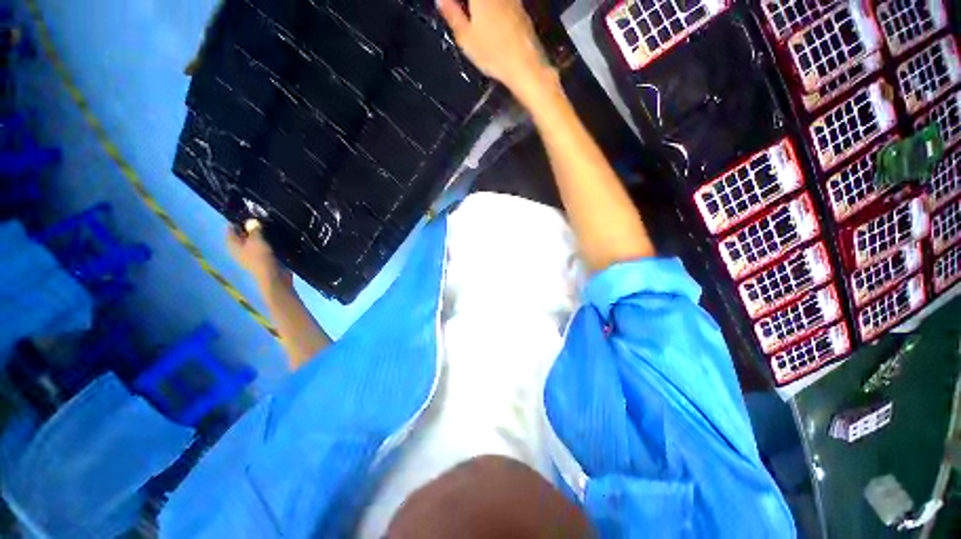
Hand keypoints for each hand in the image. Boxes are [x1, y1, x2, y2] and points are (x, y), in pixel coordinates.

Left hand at [226, 220, 290, 287]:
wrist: (273, 276)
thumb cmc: (261, 257)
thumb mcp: (257, 240)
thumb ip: (254, 229)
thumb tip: (252, 221)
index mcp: (232, 244)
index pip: (231, 228)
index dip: (238, 220)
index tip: (250, 213)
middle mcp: (238, 249)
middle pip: (242, 235)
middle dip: (250, 227)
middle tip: (261, 219)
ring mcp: (250, 255)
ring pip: (253, 241)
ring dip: (260, 235)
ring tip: (269, 227)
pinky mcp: (261, 258)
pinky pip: (262, 247)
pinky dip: (266, 242)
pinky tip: (274, 238)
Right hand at [437, 0, 556, 102]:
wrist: (525, 65)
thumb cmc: (493, 54)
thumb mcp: (465, 38)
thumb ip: (452, 15)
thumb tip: (441, 0)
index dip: (456, 4)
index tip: (449, 8)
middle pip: (478, 0)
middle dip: (469, 6)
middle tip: (460, 14)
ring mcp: (512, 0)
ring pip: (492, 2)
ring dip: (480, 8)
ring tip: (473, 20)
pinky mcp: (521, 10)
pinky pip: (503, 4)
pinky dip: (493, 10)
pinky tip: (491, 25)